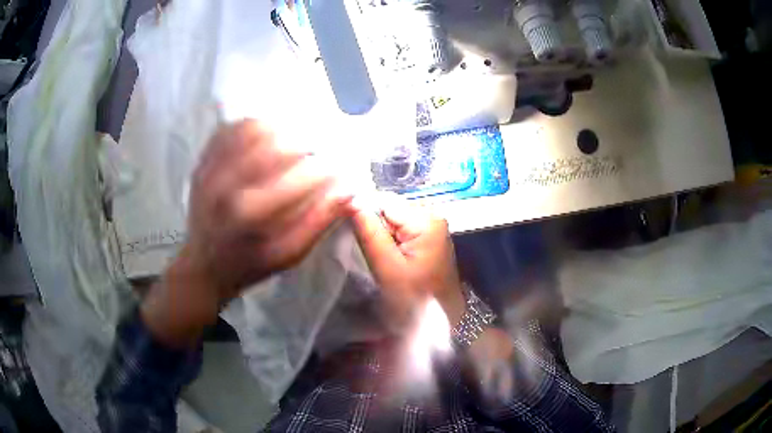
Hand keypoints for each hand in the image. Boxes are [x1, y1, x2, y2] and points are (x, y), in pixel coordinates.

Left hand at [143, 120, 351, 345]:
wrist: (203, 265)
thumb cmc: (250, 264)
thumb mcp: (289, 256)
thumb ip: (319, 222)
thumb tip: (349, 189)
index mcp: (251, 213)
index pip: (301, 174)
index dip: (328, 168)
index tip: (340, 169)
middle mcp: (228, 183)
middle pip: (277, 142)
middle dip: (307, 143)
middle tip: (319, 150)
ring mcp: (211, 168)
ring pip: (253, 127)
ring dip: (282, 129)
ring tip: (295, 140)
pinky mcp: (203, 161)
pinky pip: (232, 128)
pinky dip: (255, 125)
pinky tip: (268, 134)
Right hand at [351, 199, 465, 324]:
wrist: (439, 324)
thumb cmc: (415, 298)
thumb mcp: (388, 267)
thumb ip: (370, 232)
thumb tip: (352, 200)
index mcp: (427, 220)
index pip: (385, 202)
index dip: (365, 216)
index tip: (355, 237)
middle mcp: (433, 218)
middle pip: (390, 211)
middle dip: (375, 229)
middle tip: (370, 255)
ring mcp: (433, 231)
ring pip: (394, 223)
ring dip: (382, 238)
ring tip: (381, 261)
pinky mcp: (430, 243)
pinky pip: (403, 234)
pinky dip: (392, 245)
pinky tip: (391, 262)